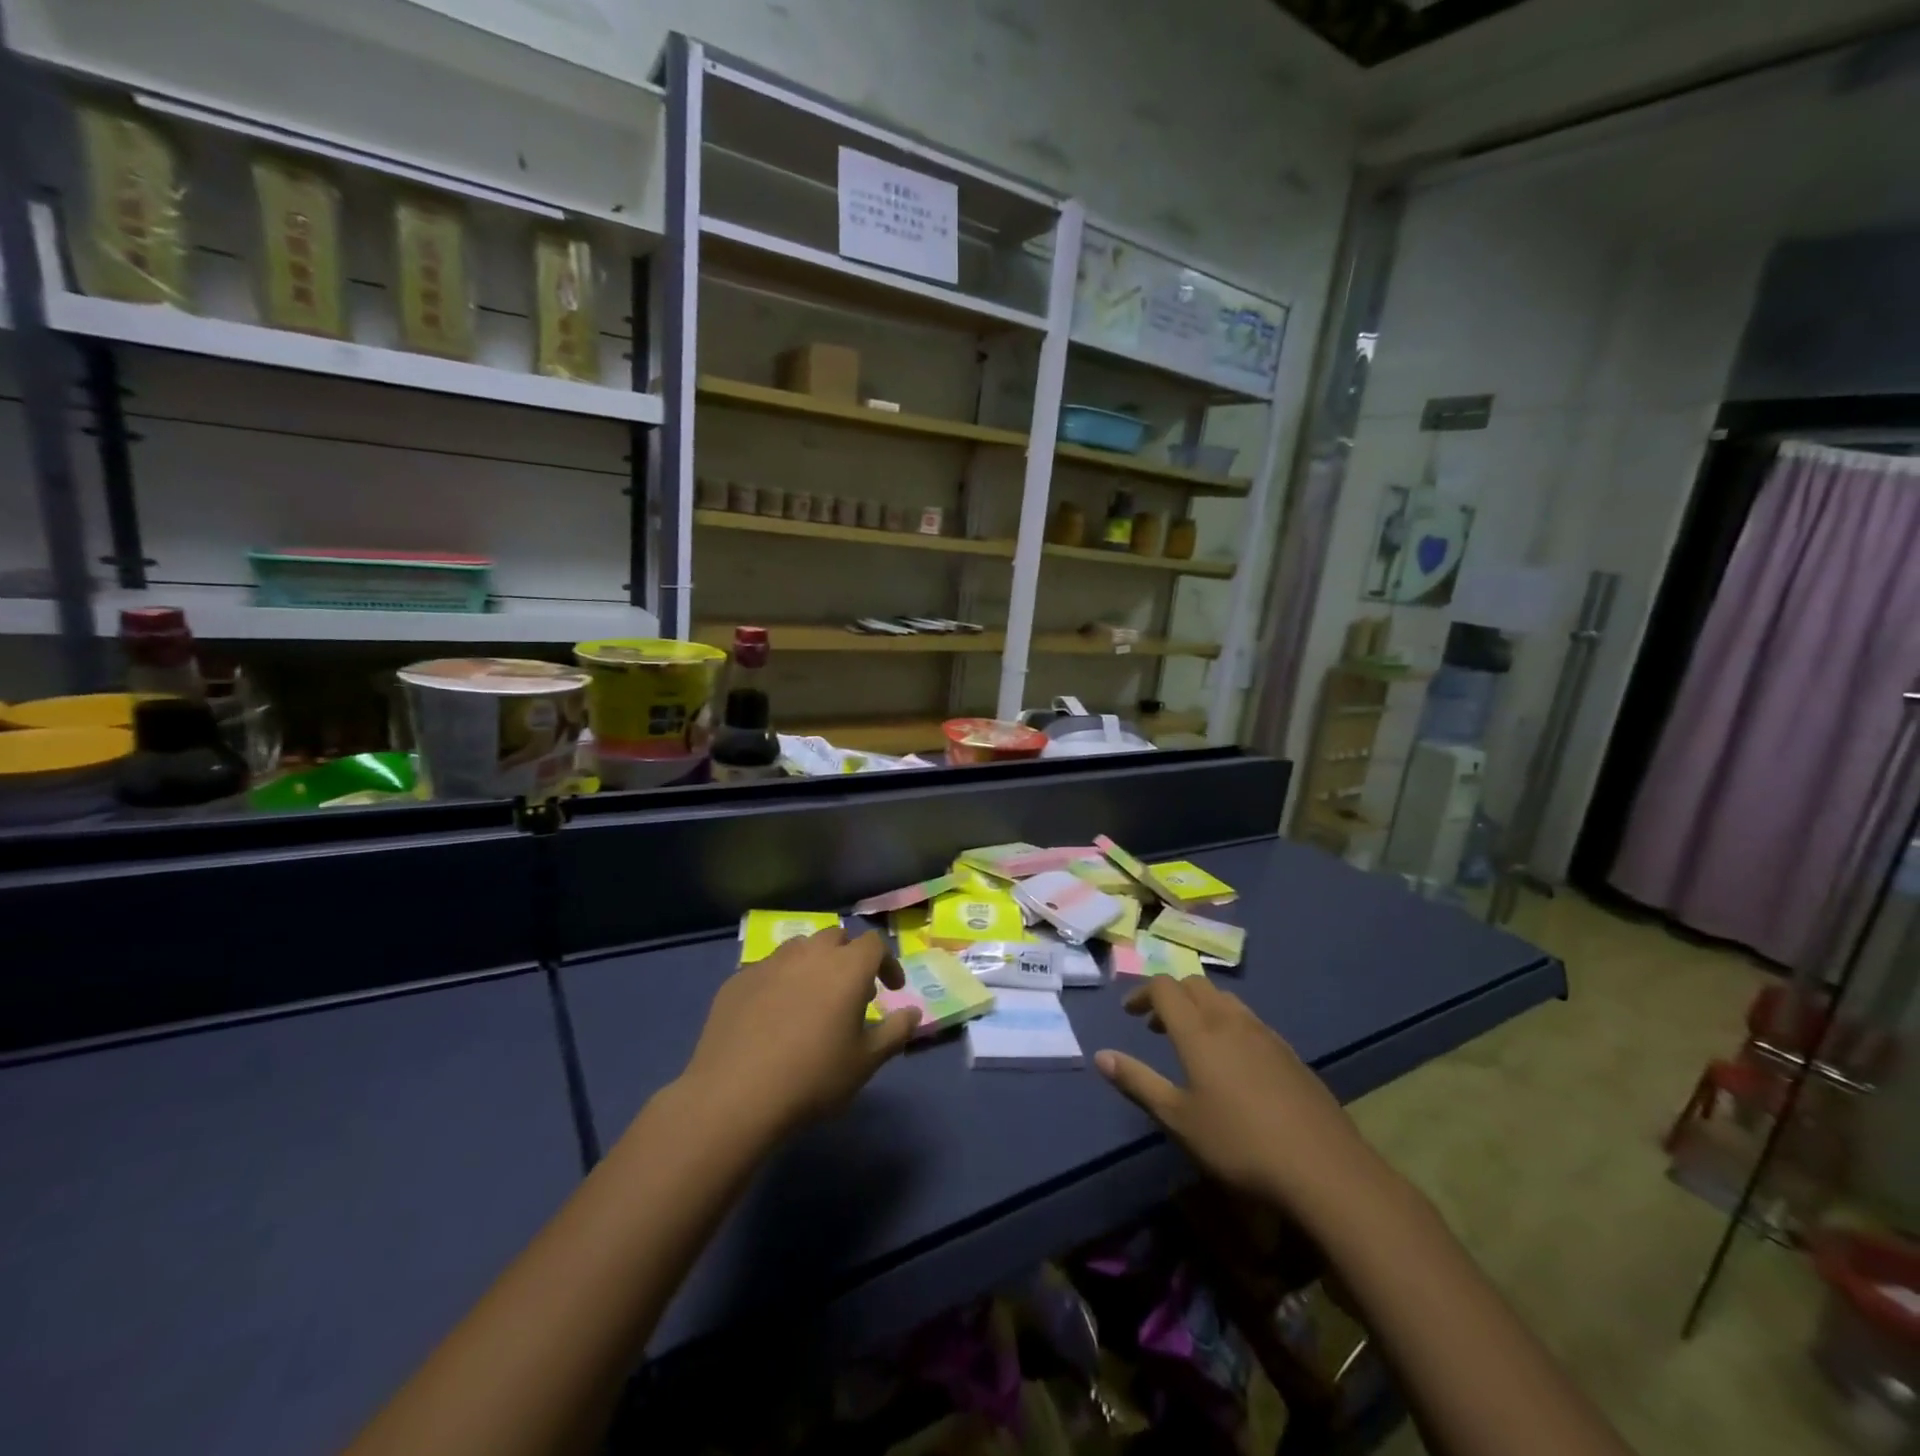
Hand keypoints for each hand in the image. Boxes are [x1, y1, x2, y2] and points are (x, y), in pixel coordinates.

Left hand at [679, 928, 919, 1138]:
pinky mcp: (737, 980)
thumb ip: (896, 1031)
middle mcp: (809, 954)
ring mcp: (769, 963)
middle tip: (851, 994)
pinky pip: (768, 969)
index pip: (875, 944)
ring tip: (812, 999)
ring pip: (799, 948)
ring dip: (813, 964)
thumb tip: (914, 1012)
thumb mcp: (866, 1062)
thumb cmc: (813, 1078)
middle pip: (836, 937)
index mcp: (846, 967)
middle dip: (849, 957)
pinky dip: (780, 982)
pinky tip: (773, 1016)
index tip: (890, 991)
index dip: (887, 963)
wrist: (735, 1096)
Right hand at [1095, 977, 1383, 1217]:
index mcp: (1198, 1031)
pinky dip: (1229, 1024)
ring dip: (1200, 1007)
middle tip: (1157, 1026)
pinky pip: (1250, 1020)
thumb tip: (1100, 1055)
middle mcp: (1230, 1020)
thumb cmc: (1239, 1143)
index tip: (1130, 1014)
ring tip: (1194, 1042)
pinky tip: (1235, 1064)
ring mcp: (1265, 1034)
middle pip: (1195, 985)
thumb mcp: (1179, 1119)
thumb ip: (1138, 1082)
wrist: (1324, 1168)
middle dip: (1171, 995)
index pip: (1164, 987)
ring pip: (1225, 1000)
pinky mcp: (1290, 1053)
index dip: (1143, 993)